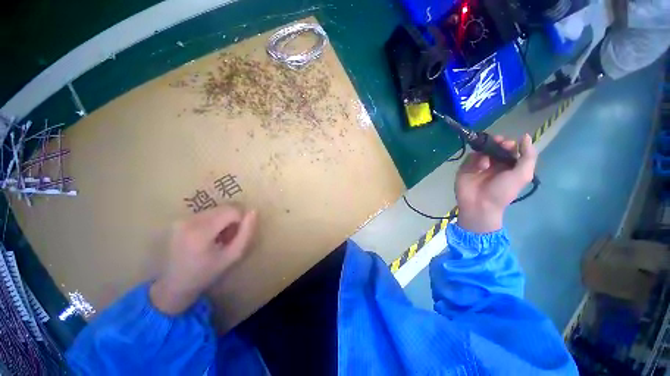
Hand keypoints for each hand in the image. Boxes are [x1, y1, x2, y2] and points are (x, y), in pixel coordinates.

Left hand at [150, 206, 256, 314]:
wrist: (174, 284)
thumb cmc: (206, 273)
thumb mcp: (233, 256)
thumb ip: (246, 233)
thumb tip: (253, 211)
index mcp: (201, 232)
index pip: (232, 210)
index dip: (241, 220)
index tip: (237, 236)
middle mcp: (189, 220)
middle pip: (225, 207)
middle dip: (233, 219)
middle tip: (229, 237)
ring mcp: (182, 219)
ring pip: (217, 209)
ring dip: (224, 219)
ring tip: (219, 237)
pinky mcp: (180, 219)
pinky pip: (208, 212)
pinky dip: (215, 220)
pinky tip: (210, 235)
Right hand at [455, 133, 536, 232]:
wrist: (479, 204)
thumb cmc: (503, 191)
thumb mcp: (522, 175)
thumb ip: (528, 156)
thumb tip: (525, 136)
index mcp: (509, 165)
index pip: (509, 149)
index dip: (509, 144)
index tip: (506, 144)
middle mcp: (494, 163)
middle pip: (495, 146)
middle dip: (496, 143)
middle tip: (496, 143)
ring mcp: (479, 165)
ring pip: (482, 150)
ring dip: (485, 152)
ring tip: (486, 163)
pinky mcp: (466, 167)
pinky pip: (470, 157)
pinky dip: (474, 159)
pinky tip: (478, 167)